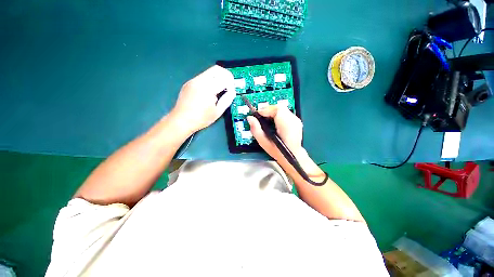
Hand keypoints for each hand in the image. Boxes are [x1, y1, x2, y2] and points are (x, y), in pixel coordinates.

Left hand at [171, 65, 235, 133]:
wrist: (181, 120)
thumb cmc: (201, 118)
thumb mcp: (217, 112)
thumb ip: (227, 100)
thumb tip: (232, 92)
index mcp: (208, 88)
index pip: (224, 78)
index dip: (231, 85)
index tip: (231, 92)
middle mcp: (200, 80)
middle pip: (217, 69)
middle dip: (226, 76)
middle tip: (229, 87)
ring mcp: (193, 80)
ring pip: (209, 72)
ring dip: (218, 78)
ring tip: (220, 90)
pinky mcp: (189, 83)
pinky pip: (203, 77)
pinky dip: (210, 80)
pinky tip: (210, 92)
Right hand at [248, 105, 324, 179]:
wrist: (293, 156)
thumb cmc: (278, 151)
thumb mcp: (264, 142)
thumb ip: (256, 129)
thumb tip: (250, 118)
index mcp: (286, 125)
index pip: (276, 110)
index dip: (266, 110)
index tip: (258, 114)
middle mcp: (293, 121)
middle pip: (279, 108)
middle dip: (269, 110)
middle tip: (261, 116)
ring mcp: (296, 121)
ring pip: (282, 109)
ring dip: (273, 112)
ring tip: (266, 119)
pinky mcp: (297, 121)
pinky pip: (285, 113)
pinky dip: (278, 114)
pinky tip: (274, 121)